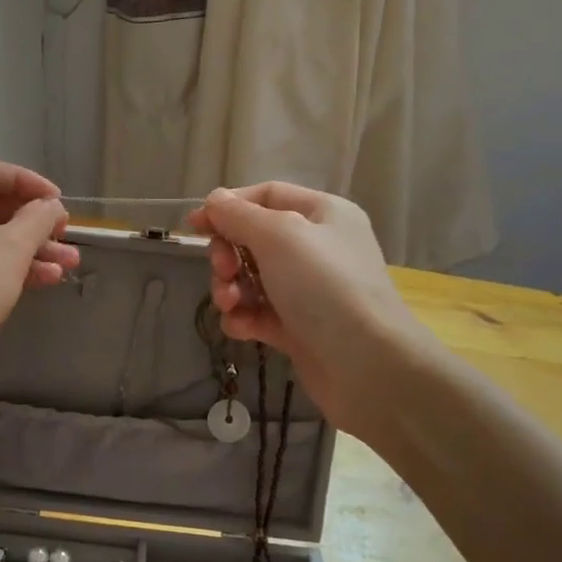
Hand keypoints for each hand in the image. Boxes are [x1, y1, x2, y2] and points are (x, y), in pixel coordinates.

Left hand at [0, 157, 77, 381]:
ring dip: (24, 248)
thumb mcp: (12, 247)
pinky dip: (0, 266)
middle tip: (64, 234)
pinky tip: (41, 281)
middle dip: (30, 221)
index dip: (26, 181)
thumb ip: (37, 218)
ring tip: (66, 265)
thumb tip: (49, 206)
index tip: (57, 201)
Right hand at [187, 182, 436, 438]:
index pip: (266, 196)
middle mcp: (316, 247)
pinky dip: (243, 318)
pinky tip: (241, 328)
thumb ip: (239, 215)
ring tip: (230, 304)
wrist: (366, 365)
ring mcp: (307, 290)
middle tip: (222, 271)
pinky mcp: (297, 328)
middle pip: (253, 239)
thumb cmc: (325, 286)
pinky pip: (258, 313)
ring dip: (230, 289)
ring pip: (251, 279)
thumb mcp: (279, 236)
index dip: (228, 206)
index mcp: (322, 214)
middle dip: (228, 254)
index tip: (194, 225)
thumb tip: (214, 200)